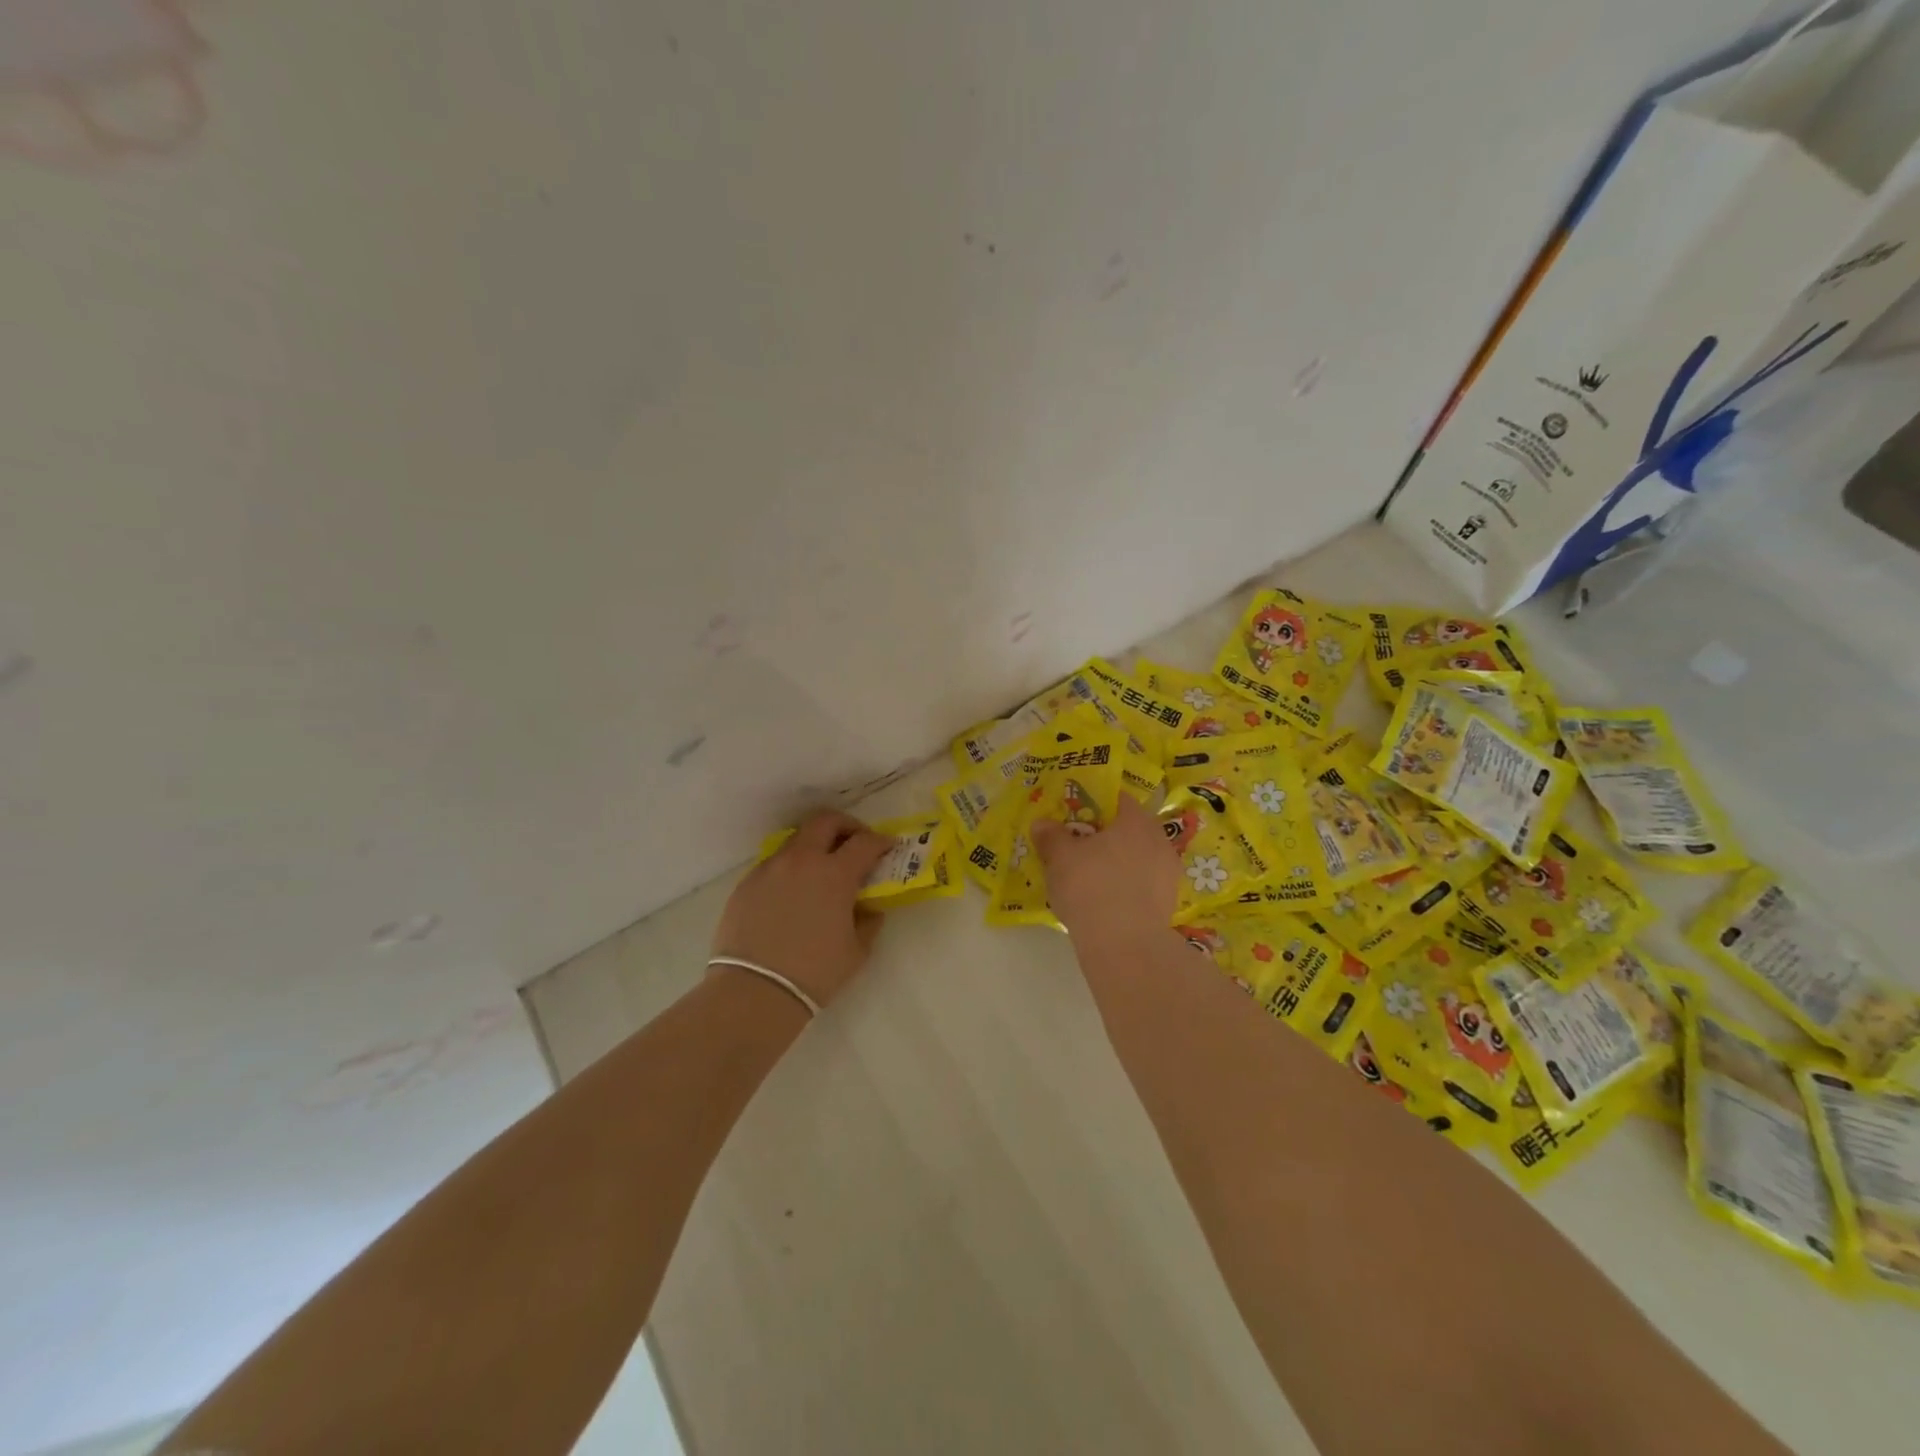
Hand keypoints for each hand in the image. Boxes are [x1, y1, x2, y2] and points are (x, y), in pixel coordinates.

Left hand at [711, 810, 892, 1007]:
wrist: (755, 991)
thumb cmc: (815, 973)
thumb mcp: (857, 951)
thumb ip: (868, 921)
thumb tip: (869, 908)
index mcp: (835, 874)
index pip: (865, 842)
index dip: (881, 841)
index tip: (888, 846)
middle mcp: (802, 860)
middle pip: (826, 821)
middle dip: (846, 825)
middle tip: (854, 842)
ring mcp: (770, 868)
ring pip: (797, 839)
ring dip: (815, 844)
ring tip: (820, 869)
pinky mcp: (747, 883)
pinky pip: (774, 863)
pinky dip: (791, 867)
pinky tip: (792, 892)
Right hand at [1031, 794, 1179, 944]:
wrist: (1124, 945)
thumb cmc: (1091, 886)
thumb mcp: (1060, 857)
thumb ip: (1051, 836)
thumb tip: (1042, 824)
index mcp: (1136, 820)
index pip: (1117, 799)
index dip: (1094, 804)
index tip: (1074, 816)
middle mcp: (1159, 840)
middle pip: (1129, 829)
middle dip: (1105, 836)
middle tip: (1078, 847)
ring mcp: (1168, 874)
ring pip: (1137, 858)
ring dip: (1116, 863)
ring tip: (1089, 877)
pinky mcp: (1167, 904)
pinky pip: (1141, 885)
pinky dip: (1125, 887)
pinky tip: (1104, 901)